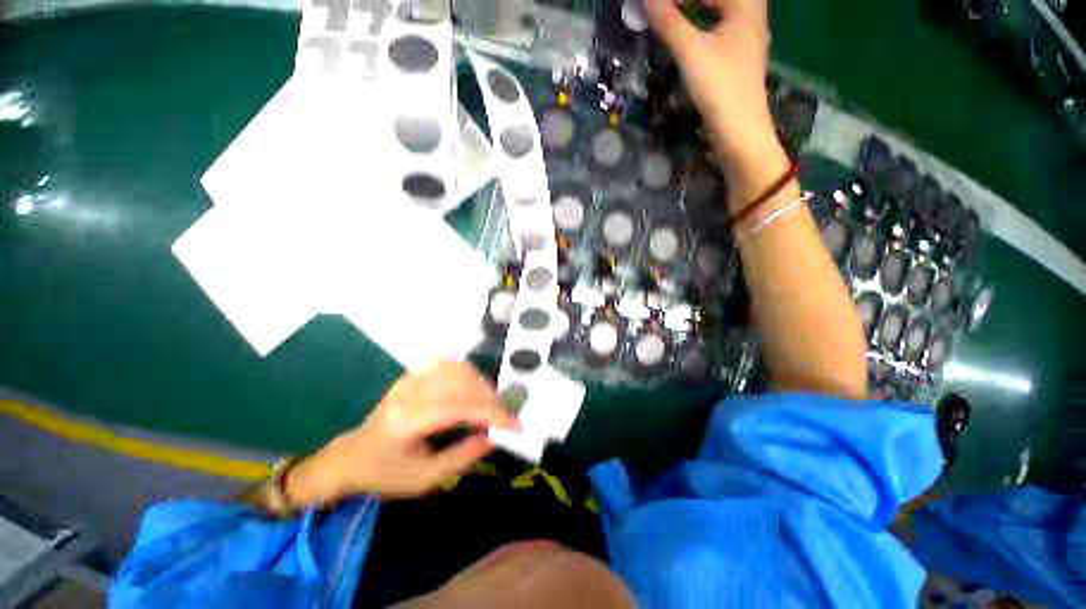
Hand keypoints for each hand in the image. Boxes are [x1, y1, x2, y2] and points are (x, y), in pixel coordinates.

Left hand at [288, 361, 517, 503]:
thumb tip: (495, 437)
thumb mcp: (425, 479)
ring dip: (482, 384)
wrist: (352, 456)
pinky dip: (469, 374)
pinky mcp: (414, 374)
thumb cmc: (386, 473)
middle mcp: (408, 393)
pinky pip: (449, 364)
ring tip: (491, 405)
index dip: (490, 413)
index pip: (457, 408)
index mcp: (406, 422)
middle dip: (490, 398)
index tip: (514, 424)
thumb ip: (462, 457)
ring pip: (457, 368)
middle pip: (460, 382)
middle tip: (504, 417)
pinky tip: (474, 389)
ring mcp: (410, 379)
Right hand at [647, 0, 783, 196]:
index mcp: (745, 2)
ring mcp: (746, 33)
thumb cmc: (720, 88)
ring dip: (692, 8)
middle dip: (684, 1)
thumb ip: (669, 22)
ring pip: (717, 8)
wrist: (740, 130)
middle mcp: (750, 11)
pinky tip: (684, 32)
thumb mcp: (691, 52)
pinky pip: (717, 25)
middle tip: (658, 7)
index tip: (652, 2)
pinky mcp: (738, 54)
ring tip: (666, 13)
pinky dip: (699, 23)